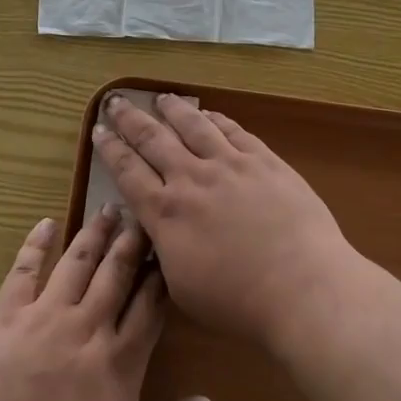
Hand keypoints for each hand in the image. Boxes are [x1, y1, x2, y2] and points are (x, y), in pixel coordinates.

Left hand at [0, 211, 212, 400]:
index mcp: (120, 361)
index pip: (149, 305)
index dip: (161, 275)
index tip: (169, 249)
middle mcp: (87, 327)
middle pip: (116, 273)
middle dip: (132, 241)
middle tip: (142, 214)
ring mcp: (44, 317)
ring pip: (77, 263)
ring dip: (94, 234)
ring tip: (107, 208)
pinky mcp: (6, 317)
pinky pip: (24, 271)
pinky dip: (36, 245)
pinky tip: (46, 224)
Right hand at [93, 94, 357, 346]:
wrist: (302, 286)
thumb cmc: (239, 302)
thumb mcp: (182, 288)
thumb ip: (163, 252)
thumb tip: (154, 232)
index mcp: (166, 213)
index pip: (128, 172)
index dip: (109, 149)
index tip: (98, 130)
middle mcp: (192, 179)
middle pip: (153, 139)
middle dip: (130, 118)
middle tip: (115, 101)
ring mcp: (230, 165)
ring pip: (193, 125)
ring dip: (173, 109)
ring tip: (161, 98)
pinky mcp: (263, 160)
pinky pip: (233, 130)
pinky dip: (216, 118)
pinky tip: (209, 113)